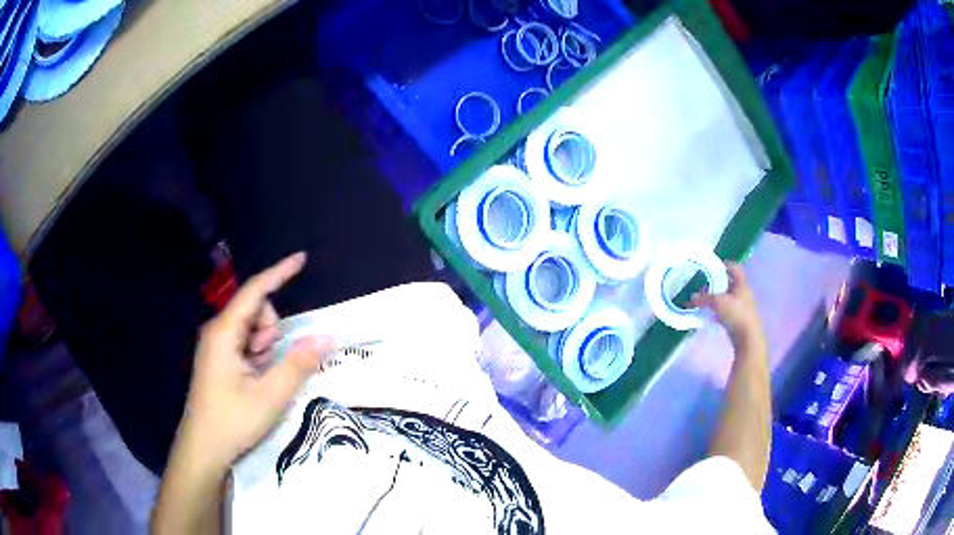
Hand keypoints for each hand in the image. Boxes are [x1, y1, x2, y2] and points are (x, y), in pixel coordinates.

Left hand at [179, 252, 333, 469]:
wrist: (203, 449)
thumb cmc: (233, 421)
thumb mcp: (270, 395)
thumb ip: (298, 364)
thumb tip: (327, 337)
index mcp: (224, 332)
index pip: (255, 291)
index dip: (279, 273)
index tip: (302, 258)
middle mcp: (218, 332)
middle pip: (255, 310)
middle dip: (271, 330)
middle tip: (270, 363)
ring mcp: (217, 346)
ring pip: (252, 329)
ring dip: (266, 346)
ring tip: (262, 377)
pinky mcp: (219, 360)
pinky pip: (246, 345)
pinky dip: (258, 356)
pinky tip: (256, 381)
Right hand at [691, 263, 763, 347]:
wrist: (747, 338)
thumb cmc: (736, 314)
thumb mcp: (718, 302)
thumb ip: (704, 298)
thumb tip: (692, 298)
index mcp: (742, 284)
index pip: (734, 268)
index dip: (723, 265)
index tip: (711, 267)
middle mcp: (743, 293)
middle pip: (729, 283)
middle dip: (716, 283)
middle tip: (703, 284)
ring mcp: (741, 307)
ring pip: (727, 298)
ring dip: (716, 298)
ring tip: (703, 300)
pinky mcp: (738, 320)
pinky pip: (726, 311)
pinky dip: (717, 311)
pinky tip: (708, 314)